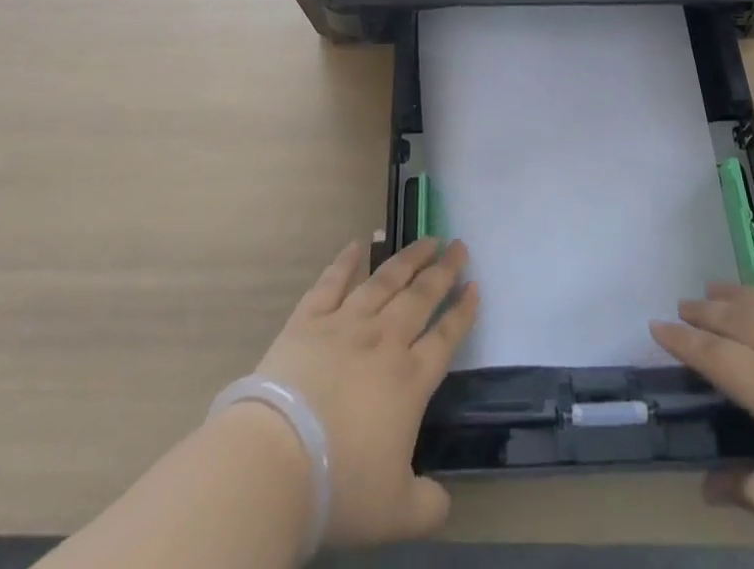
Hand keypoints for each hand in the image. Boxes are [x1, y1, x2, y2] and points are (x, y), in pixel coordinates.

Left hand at [254, 237, 476, 548]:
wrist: (277, 459)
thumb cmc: (341, 486)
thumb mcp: (396, 513)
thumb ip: (428, 505)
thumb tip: (443, 502)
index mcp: (409, 380)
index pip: (445, 337)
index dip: (463, 312)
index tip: (476, 286)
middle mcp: (384, 341)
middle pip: (420, 297)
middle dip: (443, 271)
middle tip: (458, 246)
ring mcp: (345, 324)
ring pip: (384, 281)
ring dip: (408, 258)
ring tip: (426, 240)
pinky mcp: (308, 320)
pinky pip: (331, 283)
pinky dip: (345, 262)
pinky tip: (356, 244)